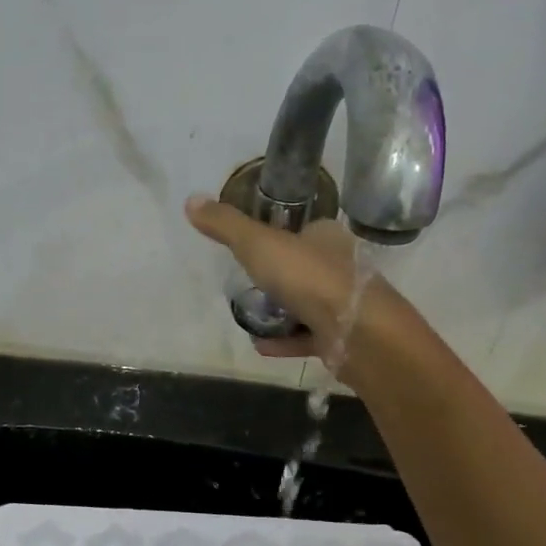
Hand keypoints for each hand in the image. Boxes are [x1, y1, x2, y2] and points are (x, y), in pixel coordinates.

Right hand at [185, 194, 398, 375]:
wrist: (355, 329)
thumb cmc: (308, 277)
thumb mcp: (258, 244)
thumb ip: (226, 226)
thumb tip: (190, 201)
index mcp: (327, 237)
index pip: (303, 231)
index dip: (279, 237)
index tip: (253, 249)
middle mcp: (339, 266)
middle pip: (304, 268)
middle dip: (278, 278)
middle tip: (247, 285)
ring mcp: (342, 304)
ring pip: (307, 304)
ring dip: (280, 312)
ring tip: (249, 317)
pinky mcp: (341, 337)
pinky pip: (306, 337)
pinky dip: (285, 341)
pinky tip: (261, 345)